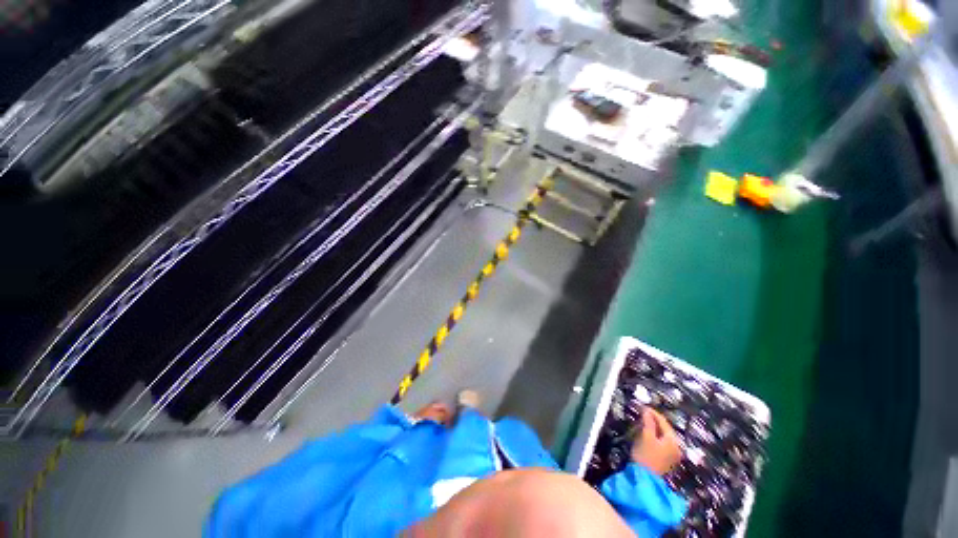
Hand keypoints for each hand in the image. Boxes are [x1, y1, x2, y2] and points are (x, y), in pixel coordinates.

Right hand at [630, 408, 682, 475]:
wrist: (645, 478)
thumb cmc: (645, 455)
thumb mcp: (645, 436)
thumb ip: (648, 422)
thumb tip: (647, 411)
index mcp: (673, 440)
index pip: (663, 422)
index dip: (653, 413)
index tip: (643, 407)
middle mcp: (677, 447)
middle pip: (666, 429)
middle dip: (655, 420)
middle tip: (644, 413)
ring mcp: (674, 455)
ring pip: (665, 436)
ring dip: (655, 428)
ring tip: (645, 422)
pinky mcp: (669, 460)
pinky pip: (664, 443)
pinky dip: (657, 436)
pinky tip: (649, 434)